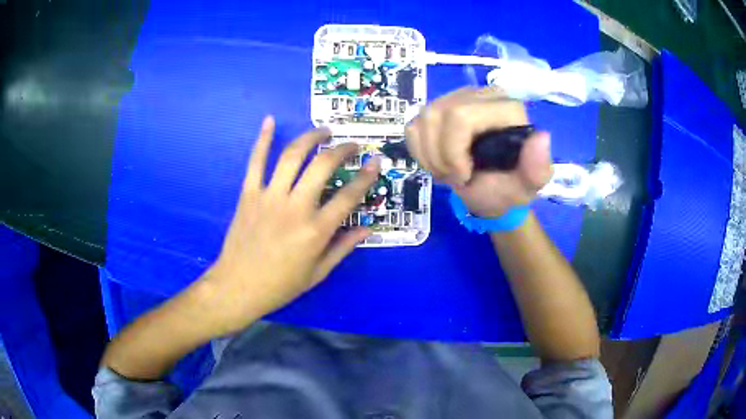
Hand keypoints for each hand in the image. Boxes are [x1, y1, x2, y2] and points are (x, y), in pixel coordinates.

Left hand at [205, 116, 378, 334]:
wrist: (238, 286)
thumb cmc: (280, 285)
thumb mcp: (318, 273)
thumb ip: (343, 247)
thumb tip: (367, 229)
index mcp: (315, 230)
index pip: (348, 196)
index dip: (366, 177)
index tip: (375, 163)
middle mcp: (295, 207)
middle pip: (323, 166)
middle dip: (342, 150)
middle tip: (351, 145)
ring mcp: (269, 197)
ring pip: (292, 157)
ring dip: (310, 138)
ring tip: (323, 131)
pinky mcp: (248, 194)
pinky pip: (256, 162)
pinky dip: (262, 140)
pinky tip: (269, 121)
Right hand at [405, 87, 551, 217]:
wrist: (491, 192)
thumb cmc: (508, 188)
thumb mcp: (527, 186)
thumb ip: (537, 167)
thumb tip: (542, 137)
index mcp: (505, 107)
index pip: (461, 116)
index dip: (452, 151)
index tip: (464, 176)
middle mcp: (480, 94)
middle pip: (437, 115)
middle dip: (439, 155)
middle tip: (454, 177)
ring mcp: (456, 97)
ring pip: (422, 119)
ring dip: (430, 155)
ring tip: (448, 172)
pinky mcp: (438, 107)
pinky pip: (414, 125)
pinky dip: (420, 151)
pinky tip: (438, 161)